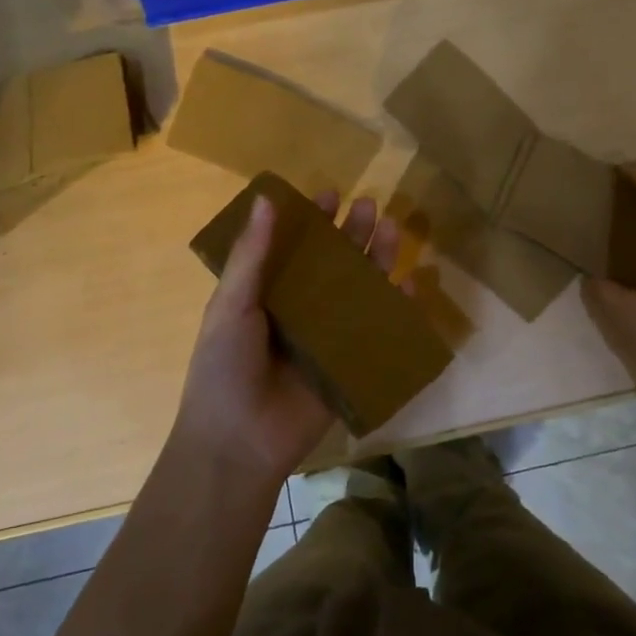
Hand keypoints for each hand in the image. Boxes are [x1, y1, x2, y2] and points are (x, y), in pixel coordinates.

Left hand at [176, 190, 403, 480]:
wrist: (239, 443)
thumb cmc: (224, 368)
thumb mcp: (231, 305)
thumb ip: (252, 255)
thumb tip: (266, 198)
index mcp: (266, 294)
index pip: (294, 247)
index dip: (311, 220)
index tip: (331, 192)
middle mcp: (299, 310)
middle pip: (332, 264)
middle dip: (351, 234)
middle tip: (370, 204)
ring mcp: (327, 337)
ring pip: (358, 290)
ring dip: (376, 260)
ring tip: (392, 229)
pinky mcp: (350, 364)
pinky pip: (377, 330)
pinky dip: (396, 308)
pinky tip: (410, 283)